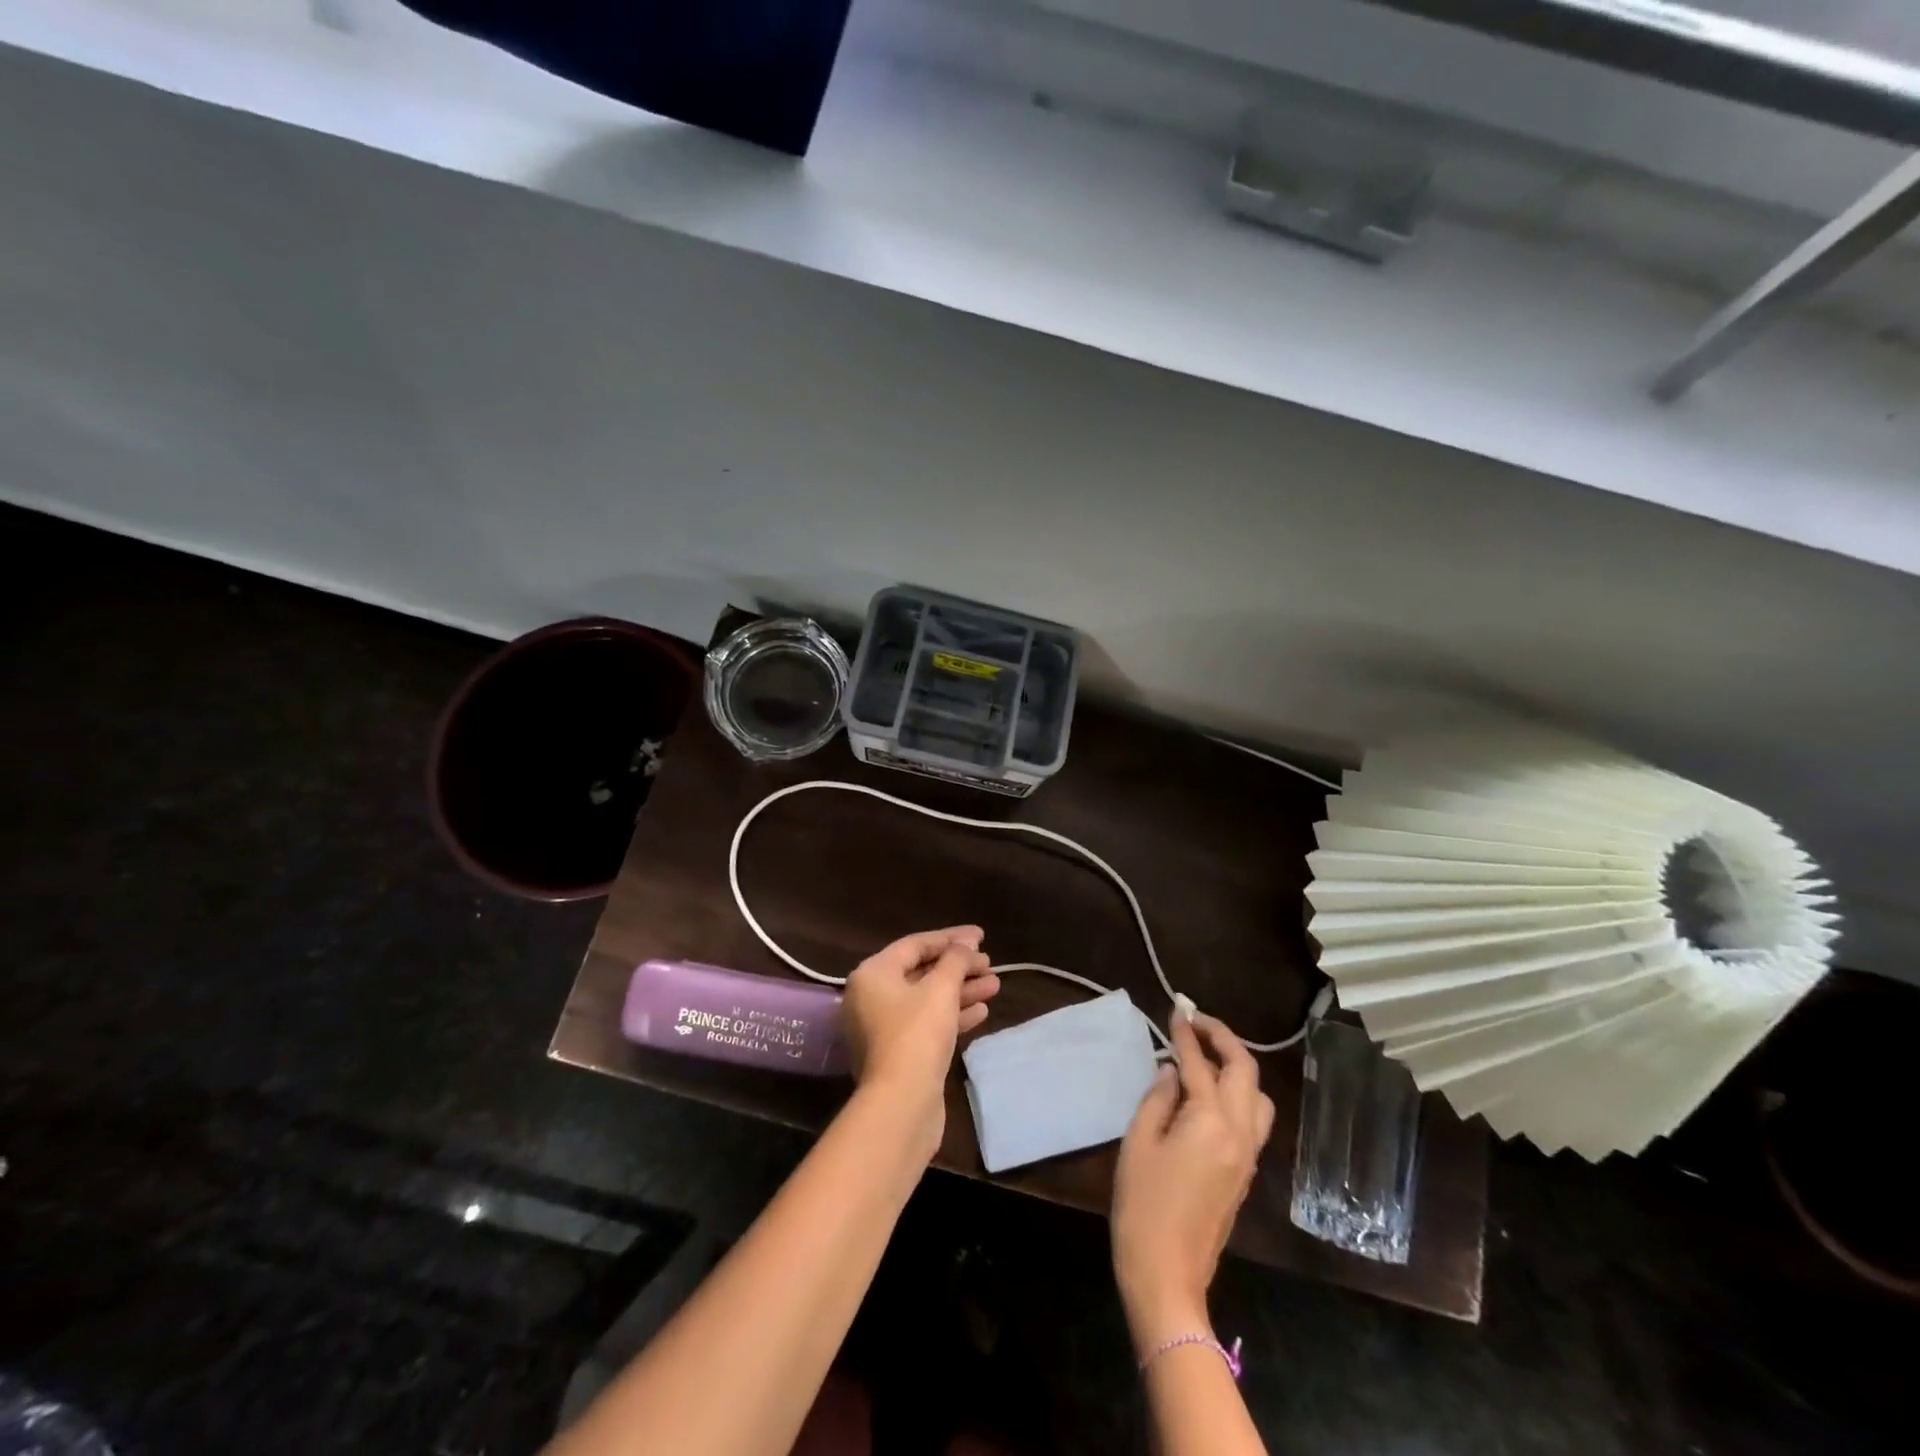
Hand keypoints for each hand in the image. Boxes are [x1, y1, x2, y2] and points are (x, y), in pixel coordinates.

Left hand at [842, 927, 999, 1137]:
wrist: (901, 1104)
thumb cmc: (917, 1034)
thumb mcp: (941, 988)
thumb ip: (956, 960)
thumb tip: (966, 944)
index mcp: (872, 974)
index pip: (915, 945)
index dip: (951, 938)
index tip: (981, 936)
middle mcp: (871, 997)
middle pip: (921, 972)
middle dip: (959, 967)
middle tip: (990, 964)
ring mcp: (883, 1028)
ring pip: (928, 999)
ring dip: (961, 991)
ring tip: (995, 985)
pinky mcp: (898, 1054)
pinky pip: (927, 1024)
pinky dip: (953, 1015)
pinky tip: (982, 1012)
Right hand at [1111, 1012, 1275, 1351]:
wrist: (1167, 1273)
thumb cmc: (1142, 1205)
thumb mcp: (1138, 1142)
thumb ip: (1158, 1098)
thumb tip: (1172, 1071)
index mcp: (1210, 1121)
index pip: (1199, 1062)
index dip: (1186, 1031)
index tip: (1176, 1007)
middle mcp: (1239, 1132)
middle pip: (1244, 1070)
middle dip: (1222, 1038)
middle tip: (1194, 1020)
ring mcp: (1248, 1154)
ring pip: (1257, 1094)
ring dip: (1237, 1065)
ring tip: (1206, 1054)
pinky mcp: (1246, 1171)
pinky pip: (1253, 1117)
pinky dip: (1238, 1091)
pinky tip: (1210, 1091)